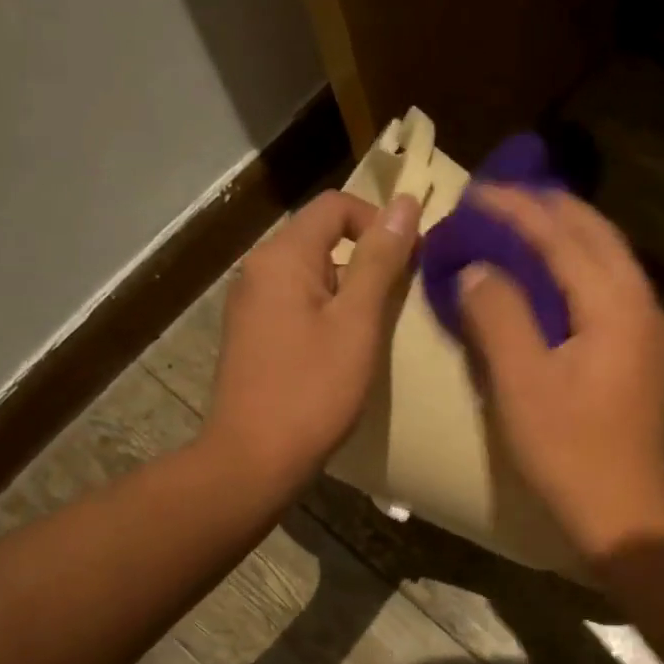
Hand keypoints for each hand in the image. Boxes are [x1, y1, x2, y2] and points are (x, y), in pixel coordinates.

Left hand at [205, 188, 420, 493]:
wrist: (254, 460)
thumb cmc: (312, 391)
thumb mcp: (357, 323)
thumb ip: (380, 261)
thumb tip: (406, 204)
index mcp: (282, 256)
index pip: (336, 206)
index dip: (380, 222)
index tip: (412, 262)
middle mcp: (259, 270)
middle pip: (323, 239)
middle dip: (369, 260)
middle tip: (402, 301)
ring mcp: (252, 305)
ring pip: (314, 276)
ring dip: (352, 292)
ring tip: (379, 330)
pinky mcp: (254, 337)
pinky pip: (300, 305)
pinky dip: (330, 315)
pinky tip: (347, 352)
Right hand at [457, 186, 663, 561]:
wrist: (624, 515)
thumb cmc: (568, 451)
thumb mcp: (521, 383)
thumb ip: (498, 315)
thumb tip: (478, 269)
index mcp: (616, 305)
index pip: (562, 236)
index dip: (516, 210)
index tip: (475, 192)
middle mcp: (645, 306)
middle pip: (598, 236)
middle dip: (550, 210)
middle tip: (502, 199)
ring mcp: (654, 334)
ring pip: (612, 262)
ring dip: (570, 237)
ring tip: (527, 227)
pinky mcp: (648, 359)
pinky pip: (614, 293)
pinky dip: (582, 272)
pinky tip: (559, 282)